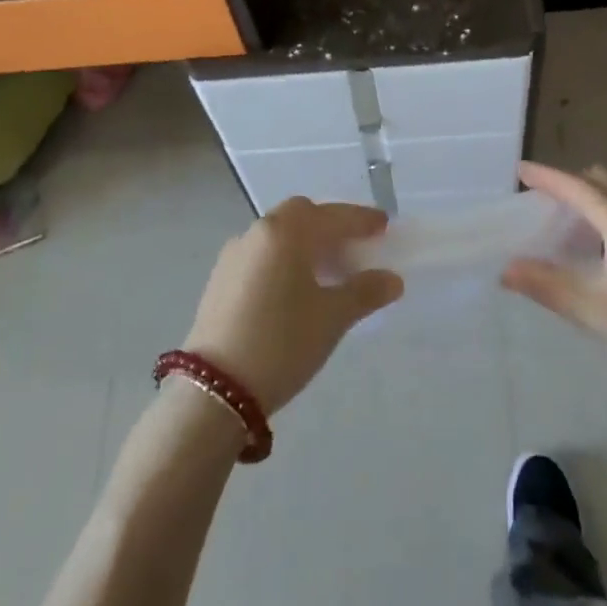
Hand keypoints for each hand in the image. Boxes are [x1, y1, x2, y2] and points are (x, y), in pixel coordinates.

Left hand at [183, 199, 402, 414]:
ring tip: (329, 269)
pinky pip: (262, 254)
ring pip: (279, 234)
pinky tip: (296, 287)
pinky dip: (285, 258)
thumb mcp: (331, 318)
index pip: (332, 216)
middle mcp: (257, 232)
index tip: (384, 226)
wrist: (214, 389)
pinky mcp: (220, 279)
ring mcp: (234, 255)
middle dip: (330, 226)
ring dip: (306, 242)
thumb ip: (365, 292)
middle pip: (301, 216)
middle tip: (355, 245)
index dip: (361, 220)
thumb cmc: (281, 343)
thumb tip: (392, 279)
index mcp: (286, 232)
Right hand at [503, 163, 606, 467]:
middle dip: (569, 187)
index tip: (519, 170)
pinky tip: (599, 258)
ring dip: (591, 206)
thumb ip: (549, 286)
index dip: (546, 177)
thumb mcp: (598, 313)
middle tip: (537, 207)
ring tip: (561, 232)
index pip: (577, 187)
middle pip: (602, 185)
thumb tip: (506, 268)